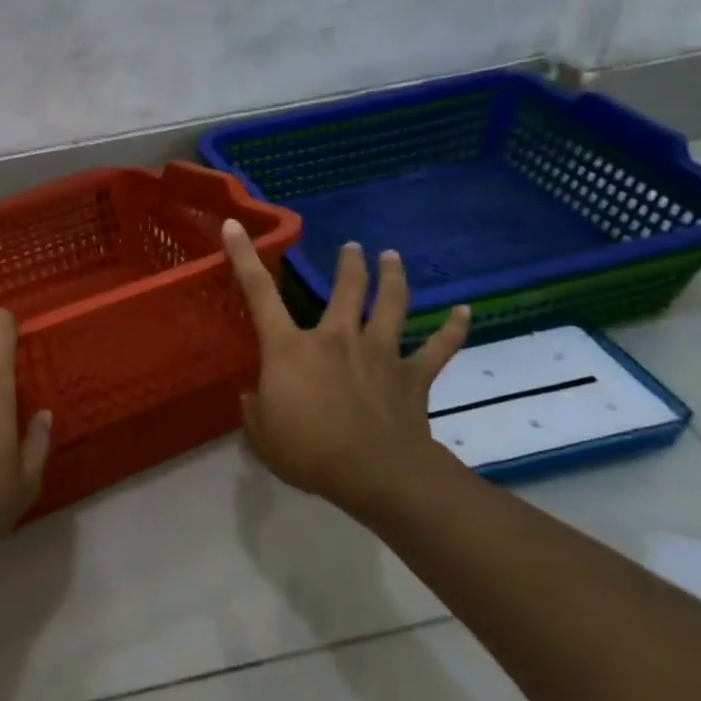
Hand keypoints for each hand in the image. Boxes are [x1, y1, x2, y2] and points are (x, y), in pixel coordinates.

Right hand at [222, 221, 471, 520]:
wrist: (376, 475)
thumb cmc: (309, 452)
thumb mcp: (262, 436)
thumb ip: (254, 411)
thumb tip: (253, 398)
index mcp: (290, 348)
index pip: (259, 293)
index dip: (243, 257)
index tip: (235, 225)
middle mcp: (335, 338)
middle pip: (346, 289)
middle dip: (349, 263)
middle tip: (352, 247)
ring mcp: (379, 353)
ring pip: (391, 304)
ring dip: (393, 277)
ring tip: (392, 256)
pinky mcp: (412, 376)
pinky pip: (438, 347)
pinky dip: (453, 329)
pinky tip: (465, 312)